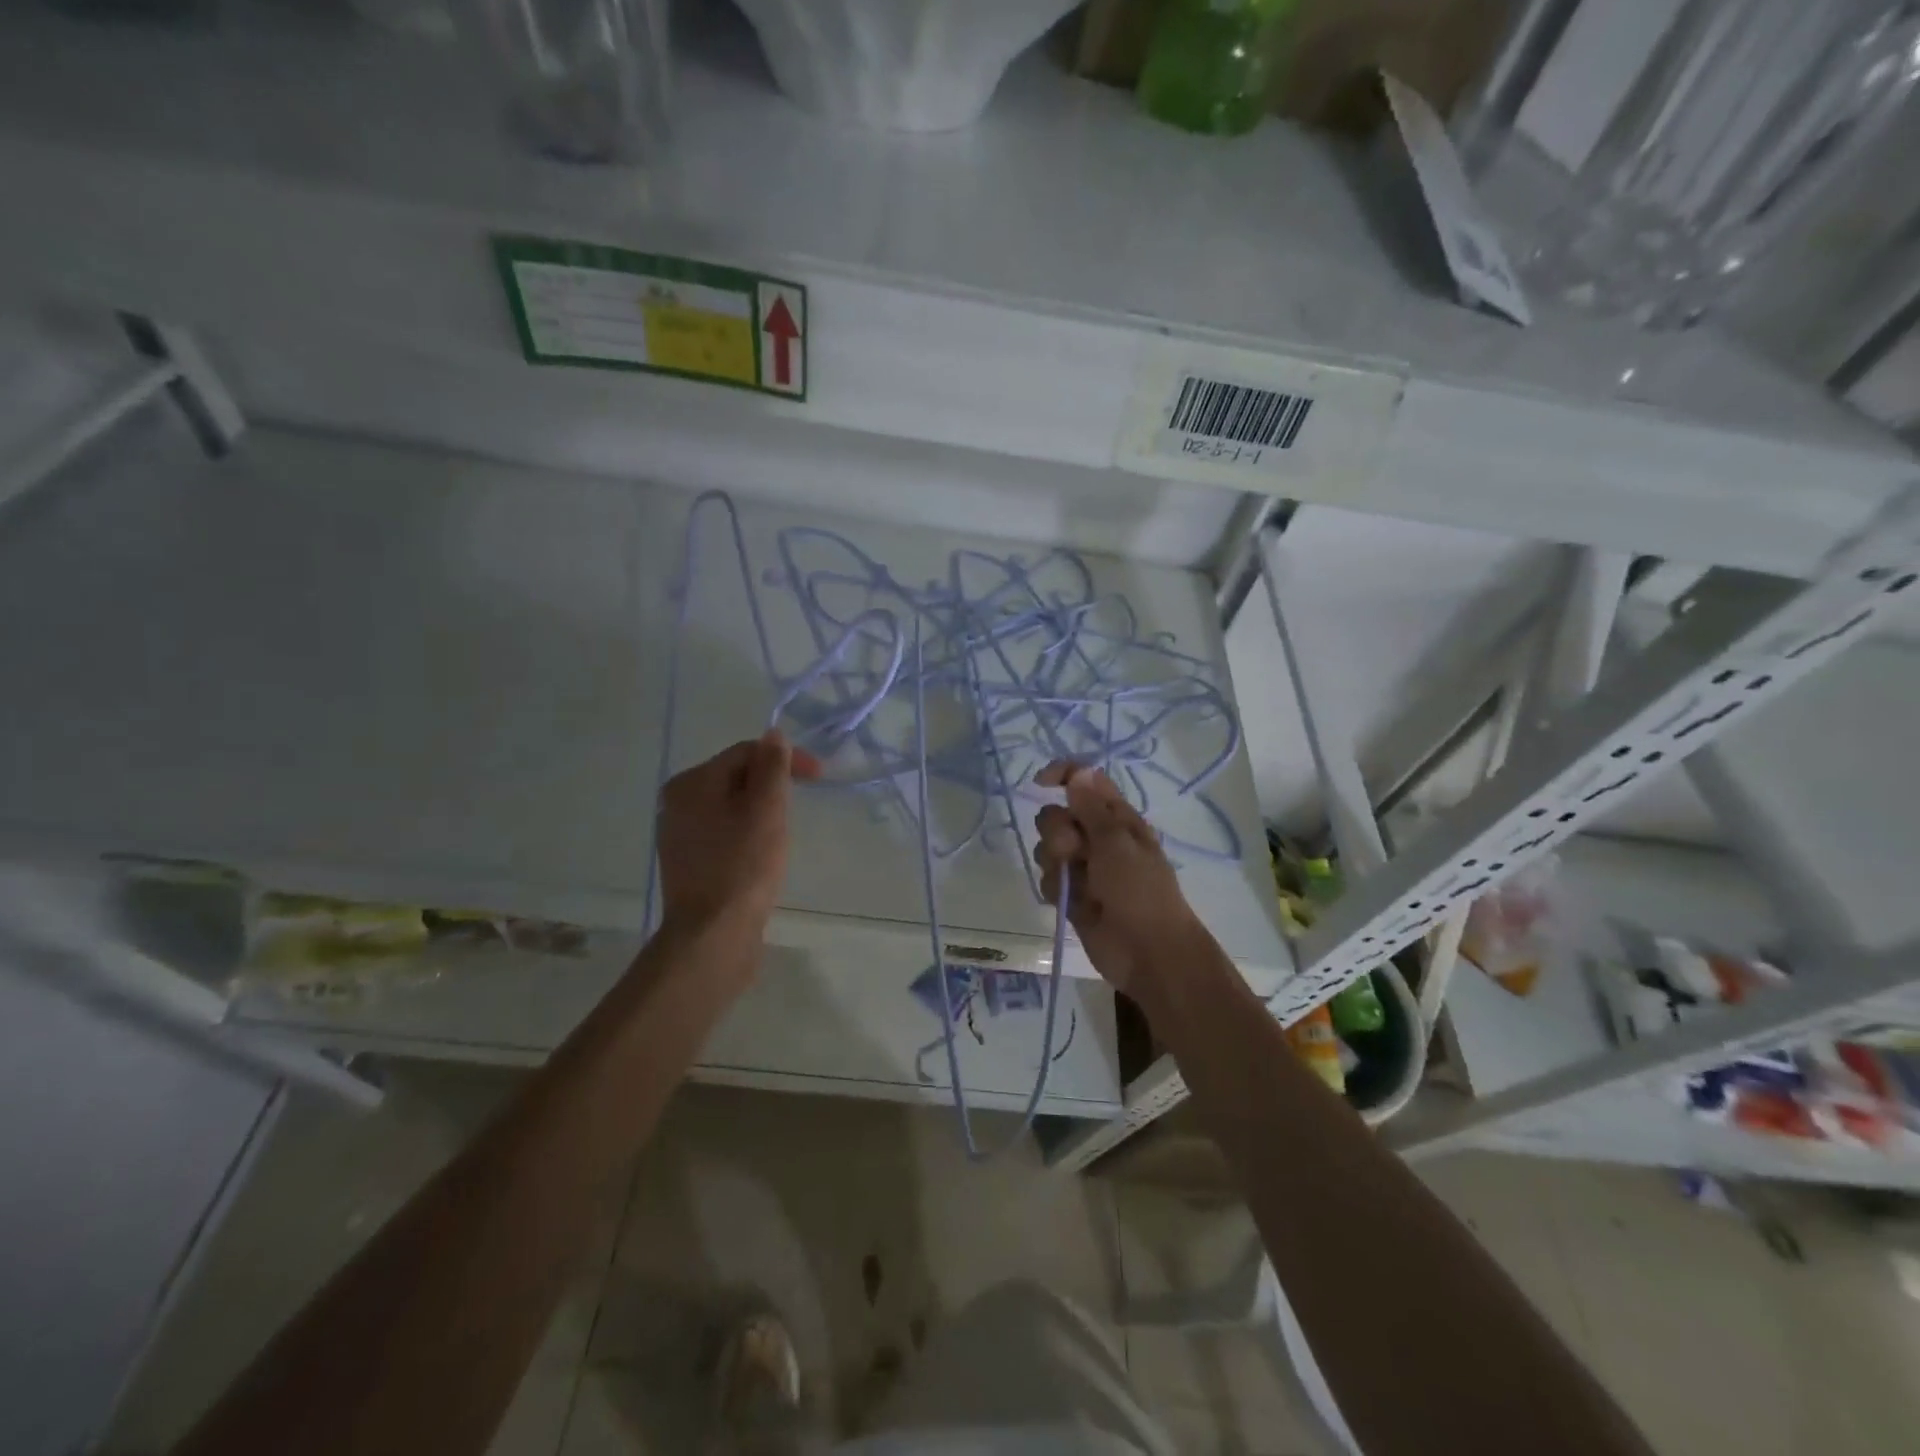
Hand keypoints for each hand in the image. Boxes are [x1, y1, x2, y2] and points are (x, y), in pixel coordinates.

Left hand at [657, 731, 821, 938]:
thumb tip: (774, 735)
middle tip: (798, 809)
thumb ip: (772, 767)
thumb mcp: (767, 809)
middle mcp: (677, 802)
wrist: (712, 935)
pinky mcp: (688, 863)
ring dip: (761, 811)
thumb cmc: (743, 866)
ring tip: (782, 833)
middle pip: (736, 777)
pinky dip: (746, 834)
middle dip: (772, 786)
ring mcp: (679, 834)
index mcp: (692, 782)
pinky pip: (724, 832)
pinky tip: (761, 855)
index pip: (746, 752)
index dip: (785, 759)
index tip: (820, 778)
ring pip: (731, 806)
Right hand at [1033, 761, 1208, 998]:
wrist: (1148, 953)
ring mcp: (1084, 868)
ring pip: (1048, 848)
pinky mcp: (1072, 895)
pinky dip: (1054, 888)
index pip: (1085, 782)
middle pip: (1057, 816)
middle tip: (1074, 851)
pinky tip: (1067, 902)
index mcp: (1117, 818)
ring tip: (1073, 883)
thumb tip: (1078, 773)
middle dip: (1057, 831)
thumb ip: (1092, 809)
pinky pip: (1048, 879)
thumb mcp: (1117, 844)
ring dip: (1053, 861)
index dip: (1062, 775)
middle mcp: (1098, 838)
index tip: (1040, 783)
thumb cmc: (1140, 892)